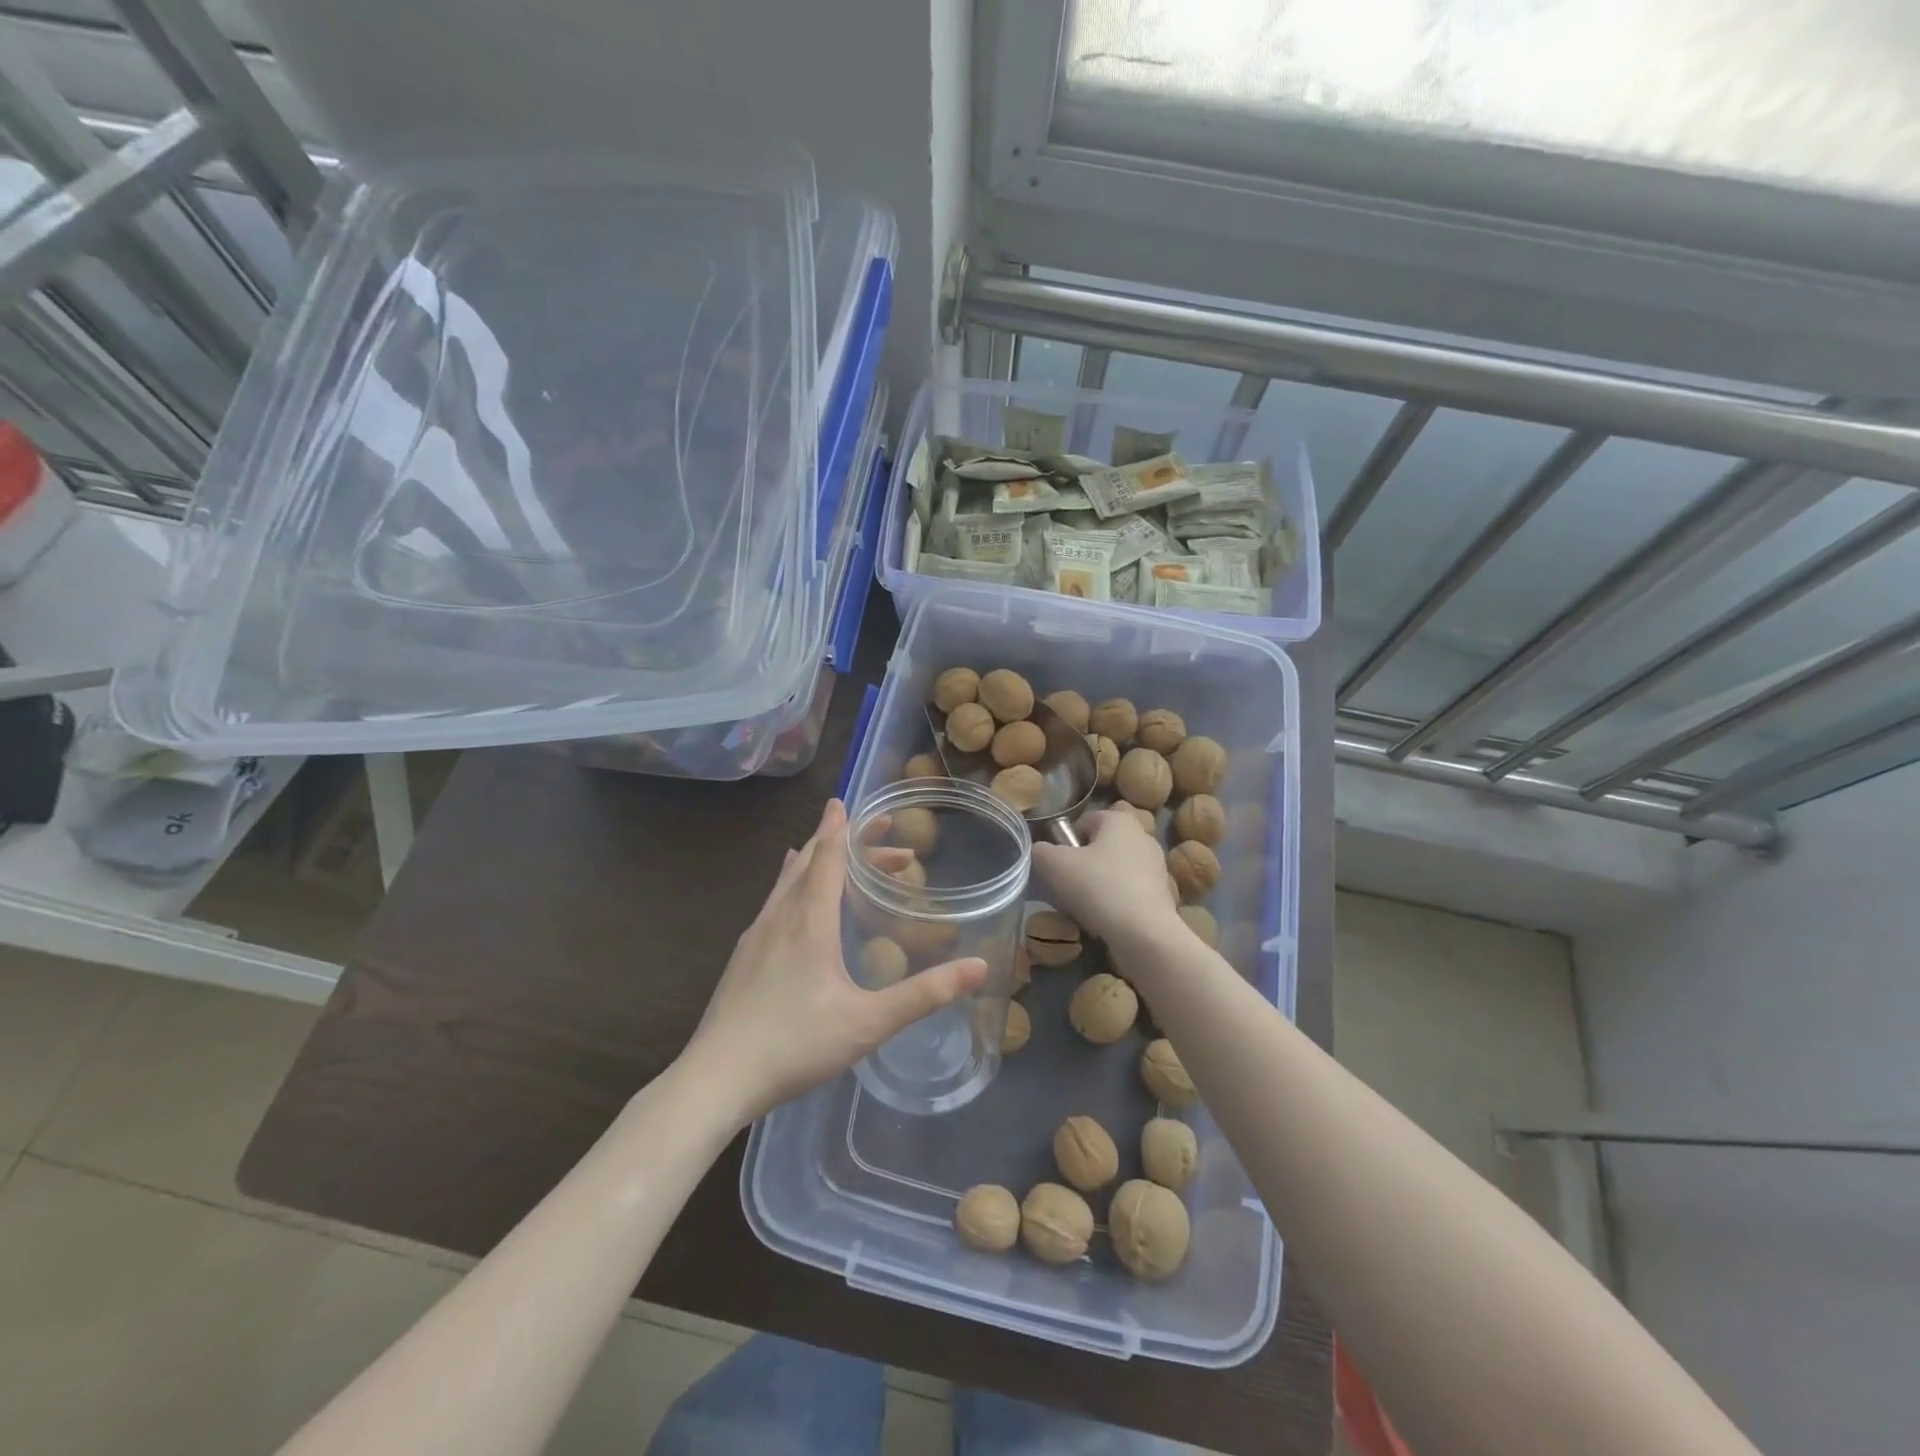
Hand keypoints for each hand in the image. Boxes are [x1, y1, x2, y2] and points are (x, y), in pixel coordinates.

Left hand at [679, 799, 987, 1125]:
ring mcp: (755, 936)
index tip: (848, 802)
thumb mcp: (868, 1023)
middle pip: (809, 861)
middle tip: (878, 836)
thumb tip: (979, 967)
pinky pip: (775, 901)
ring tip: (838, 857)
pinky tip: (794, 903)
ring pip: (788, 880)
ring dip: (818, 862)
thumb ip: (925, 995)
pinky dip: (795, 884)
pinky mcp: (743, 957)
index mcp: (808, 920)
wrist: (715, 1079)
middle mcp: (780, 917)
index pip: (828, 857)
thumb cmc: (794, 1044)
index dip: (844, 829)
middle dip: (842, 842)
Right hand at [1031, 808, 1183, 947]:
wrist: (1144, 933)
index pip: (1084, 822)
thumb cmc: (1098, 887)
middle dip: (1081, 865)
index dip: (1065, 842)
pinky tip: (1104, 921)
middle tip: (1065, 888)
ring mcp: (1156, 867)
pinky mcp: (1162, 895)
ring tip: (1083, 908)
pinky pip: (1128, 892)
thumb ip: (1040, 851)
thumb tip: (1039, 851)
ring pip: (1114, 871)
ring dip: (1097, 886)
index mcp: (1119, 820)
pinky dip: (1115, 903)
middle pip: (1100, 847)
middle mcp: (1142, 836)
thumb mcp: (1054, 865)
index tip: (1057, 866)